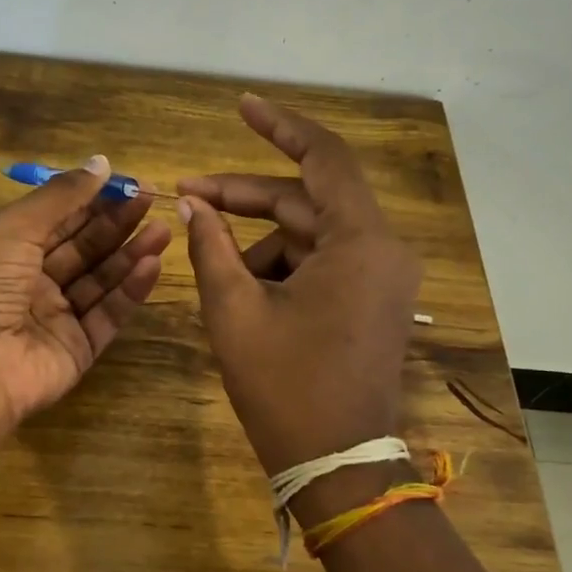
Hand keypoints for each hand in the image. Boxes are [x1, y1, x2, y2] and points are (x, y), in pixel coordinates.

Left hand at [0, 156, 170, 433]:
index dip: (93, 200)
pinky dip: (130, 290)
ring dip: (131, 254)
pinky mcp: (78, 349)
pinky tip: (151, 265)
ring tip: (163, 230)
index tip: (130, 183)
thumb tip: (102, 163)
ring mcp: (57, 318)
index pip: (59, 220)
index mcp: (8, 251)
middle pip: (83, 248)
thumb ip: (62, 196)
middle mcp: (32, 283)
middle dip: (117, 224)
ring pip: (101, 280)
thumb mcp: (15, 227)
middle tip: (153, 202)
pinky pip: (108, 315)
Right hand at [177, 95, 421, 476]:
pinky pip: (323, 264)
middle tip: (188, 197)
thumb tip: (192, 205)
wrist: (336, 465)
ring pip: (311, 235)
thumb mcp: (235, 312)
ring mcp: (382, 278)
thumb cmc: (285, 388)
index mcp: (361, 242)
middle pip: (308, 200)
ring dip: (259, 242)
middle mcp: (383, 250)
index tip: (241, 106)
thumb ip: (211, 247)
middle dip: (246, 197)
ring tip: (214, 271)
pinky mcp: (373, 302)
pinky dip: (281, 268)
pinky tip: (245, 294)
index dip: (279, 125)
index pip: (323, 157)